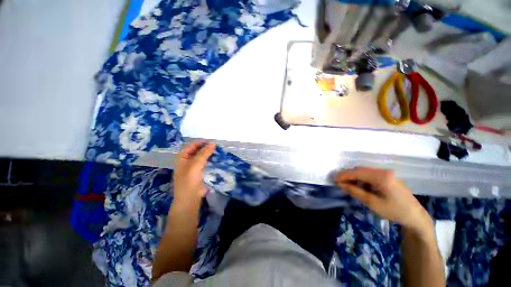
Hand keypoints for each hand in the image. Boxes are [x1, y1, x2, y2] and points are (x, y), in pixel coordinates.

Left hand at [173, 141, 215, 205]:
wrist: (190, 199)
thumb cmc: (189, 181)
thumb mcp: (195, 165)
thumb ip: (204, 153)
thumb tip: (213, 143)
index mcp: (183, 157)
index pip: (193, 145)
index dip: (202, 142)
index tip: (213, 142)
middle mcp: (188, 160)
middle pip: (199, 151)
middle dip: (207, 148)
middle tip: (218, 147)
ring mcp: (195, 166)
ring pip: (204, 157)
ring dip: (211, 155)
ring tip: (220, 152)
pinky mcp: (202, 172)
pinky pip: (207, 163)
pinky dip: (212, 161)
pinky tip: (219, 159)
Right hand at [335, 167, 431, 233]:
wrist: (415, 217)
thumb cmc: (394, 211)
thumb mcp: (372, 203)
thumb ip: (355, 191)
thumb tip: (340, 184)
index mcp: (381, 176)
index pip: (357, 172)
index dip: (344, 175)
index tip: (333, 179)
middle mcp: (383, 171)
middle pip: (360, 170)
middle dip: (348, 175)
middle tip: (338, 182)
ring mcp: (387, 173)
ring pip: (364, 172)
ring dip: (354, 177)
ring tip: (347, 185)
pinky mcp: (388, 177)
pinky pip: (370, 175)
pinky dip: (362, 180)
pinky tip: (359, 187)